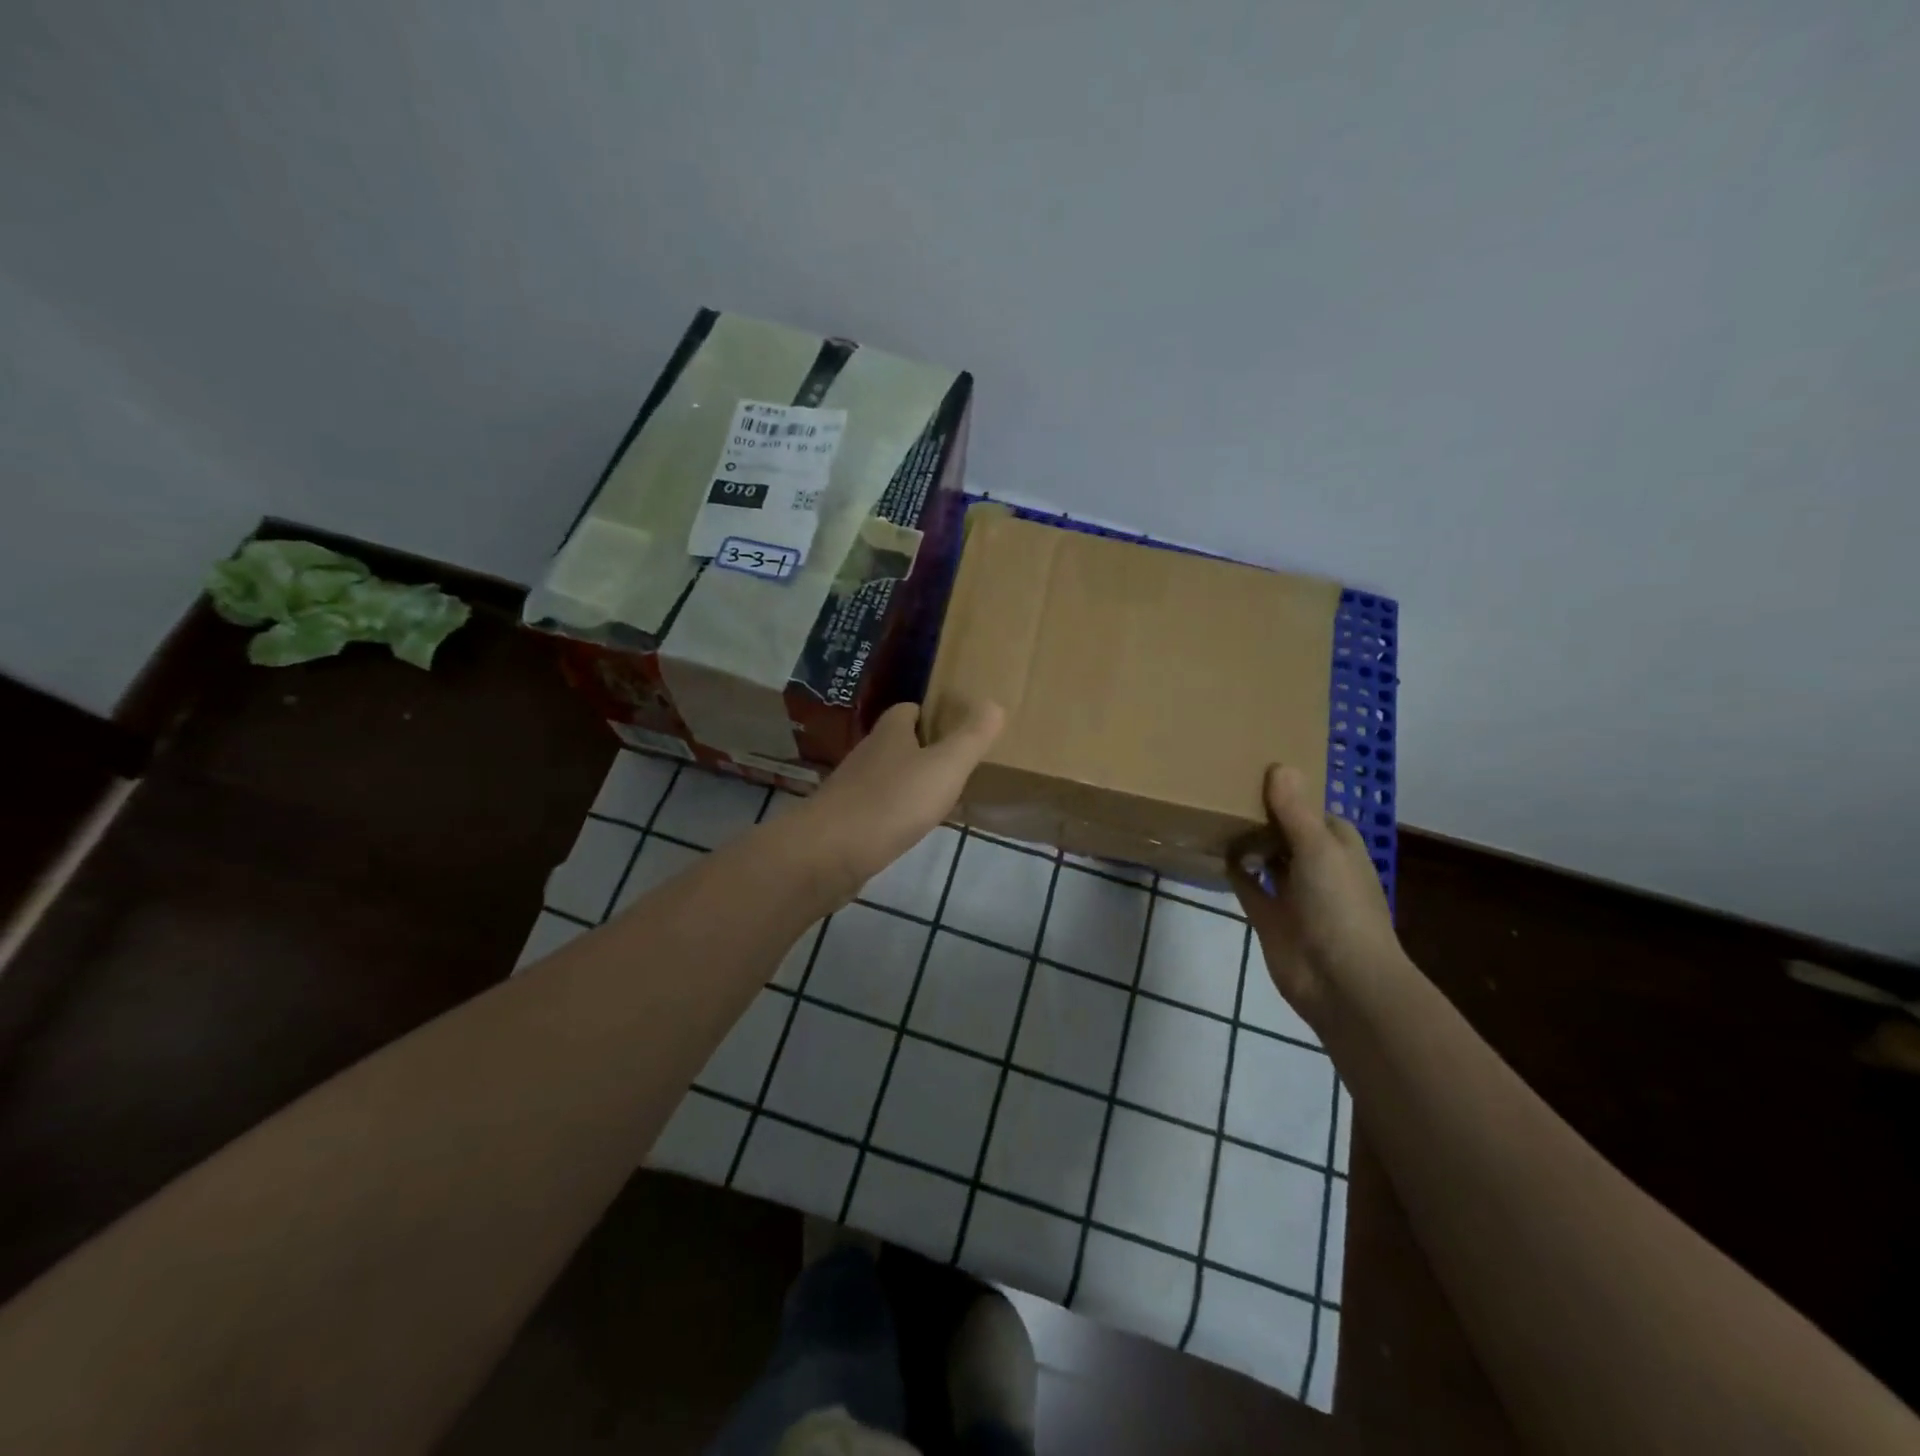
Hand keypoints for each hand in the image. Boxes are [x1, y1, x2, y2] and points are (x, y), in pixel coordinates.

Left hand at [794, 699, 1004, 903]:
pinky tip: (913, 828)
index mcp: (890, 733)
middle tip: (957, 765)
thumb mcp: (945, 766)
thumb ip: (971, 737)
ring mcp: (853, 789)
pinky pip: (879, 809)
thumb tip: (994, 703)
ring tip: (942, 798)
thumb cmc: (893, 801)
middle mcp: (868, 754)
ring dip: (911, 783)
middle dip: (924, 750)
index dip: (931, 714)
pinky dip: (897, 813)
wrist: (830, 853)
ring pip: (888, 777)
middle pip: (898, 743)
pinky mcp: (846, 821)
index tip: (957, 727)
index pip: (908, 710)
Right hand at [1229, 765, 1405, 1024]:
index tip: (1253, 767)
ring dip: (1247, 839)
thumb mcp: (1319, 849)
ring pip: (1266, 856)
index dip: (1287, 790)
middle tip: (1222, 782)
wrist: (1340, 981)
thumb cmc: (1340, 907)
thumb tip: (1280, 765)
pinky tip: (1214, 849)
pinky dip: (1234, 869)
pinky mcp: (1268, 915)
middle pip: (1286, 830)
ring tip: (1212, 807)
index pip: (1310, 808)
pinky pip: (1247, 884)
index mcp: (1337, 845)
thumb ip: (1295, 811)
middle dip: (1262, 812)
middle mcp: (1315, 864)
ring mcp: (1291, 892)